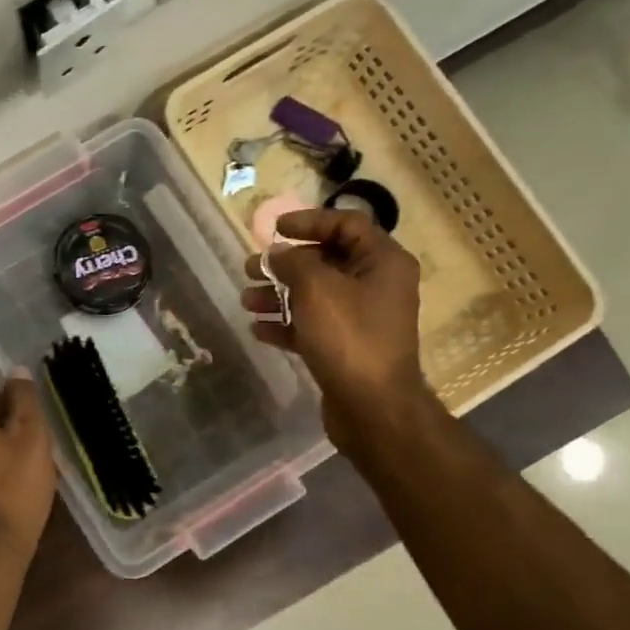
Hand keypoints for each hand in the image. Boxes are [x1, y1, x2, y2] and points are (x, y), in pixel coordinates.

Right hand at [240, 208, 429, 454]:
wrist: (372, 407)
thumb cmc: (349, 337)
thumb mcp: (316, 289)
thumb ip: (292, 262)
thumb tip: (277, 254)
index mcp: (382, 262)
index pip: (346, 224)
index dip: (309, 221)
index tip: (275, 229)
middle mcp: (376, 285)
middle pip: (326, 261)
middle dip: (285, 264)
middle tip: (250, 268)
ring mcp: (361, 319)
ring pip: (314, 296)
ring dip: (278, 295)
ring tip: (246, 300)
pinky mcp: (346, 348)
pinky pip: (312, 326)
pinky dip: (286, 324)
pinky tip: (258, 329)